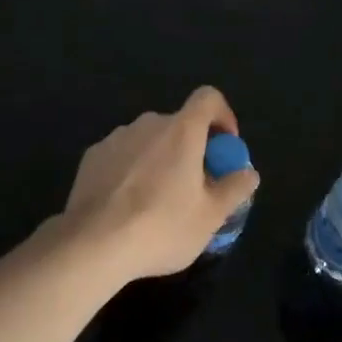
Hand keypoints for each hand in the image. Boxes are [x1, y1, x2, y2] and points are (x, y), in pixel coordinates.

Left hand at [58, 87, 259, 283]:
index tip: (225, 146)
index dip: (222, 115)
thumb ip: (234, 189)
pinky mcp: (92, 156)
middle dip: (191, 148)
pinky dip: (131, 170)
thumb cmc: (161, 227)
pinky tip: (126, 206)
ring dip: (159, 159)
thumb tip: (249, 172)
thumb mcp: (210, 217)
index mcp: (182, 130)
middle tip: (194, 186)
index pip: (208, 98)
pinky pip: (122, 155)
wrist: (93, 244)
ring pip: (149, 140)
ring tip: (157, 201)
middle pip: (179, 124)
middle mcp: (149, 123)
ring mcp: (117, 137)